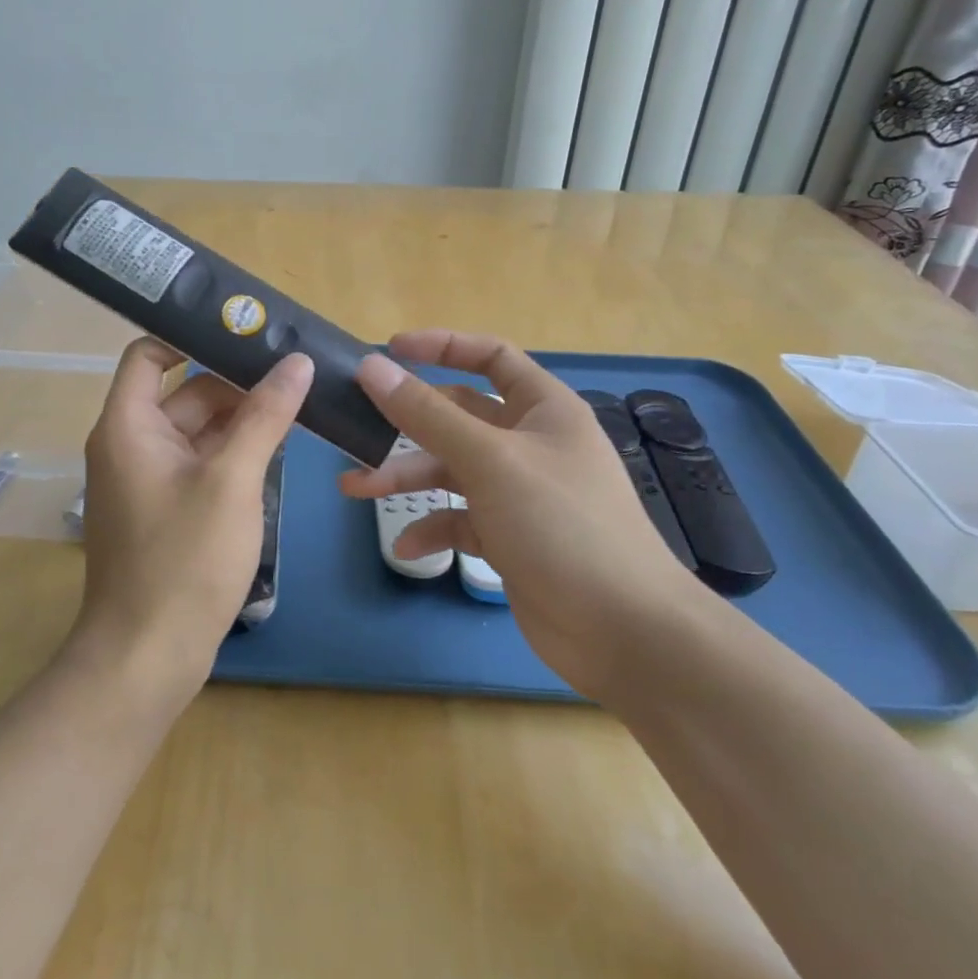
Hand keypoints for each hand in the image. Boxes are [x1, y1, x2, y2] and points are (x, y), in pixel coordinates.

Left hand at [73, 337, 313, 704]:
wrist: (148, 657)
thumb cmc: (184, 560)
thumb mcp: (232, 480)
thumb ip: (264, 416)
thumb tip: (297, 362)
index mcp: (128, 425)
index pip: (149, 353)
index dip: (191, 335)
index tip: (245, 330)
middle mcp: (131, 444)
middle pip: (185, 392)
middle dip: (237, 382)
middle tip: (296, 370)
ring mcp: (149, 480)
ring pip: (198, 431)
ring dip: (242, 420)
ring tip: (300, 405)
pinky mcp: (167, 509)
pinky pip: (201, 464)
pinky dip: (234, 454)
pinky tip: (279, 451)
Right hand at [338, 330, 708, 702]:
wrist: (623, 631)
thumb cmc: (561, 525)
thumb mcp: (489, 461)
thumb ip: (427, 414)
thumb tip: (373, 367)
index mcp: (542, 408)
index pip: (490, 356)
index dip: (441, 347)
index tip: (388, 352)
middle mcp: (531, 443)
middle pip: (459, 416)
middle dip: (408, 423)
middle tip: (356, 429)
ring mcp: (520, 492)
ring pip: (452, 470)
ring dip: (406, 477)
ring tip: (354, 488)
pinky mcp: (510, 536)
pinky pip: (461, 519)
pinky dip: (433, 528)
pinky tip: (407, 548)